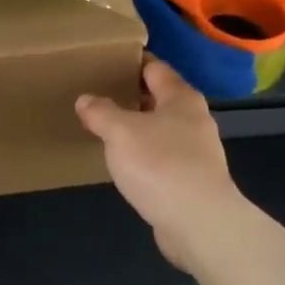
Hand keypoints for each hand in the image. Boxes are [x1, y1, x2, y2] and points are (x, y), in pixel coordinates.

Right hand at [76, 58, 242, 269]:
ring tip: (107, 130)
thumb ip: (100, 112)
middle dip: (132, 96)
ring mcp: (197, 152)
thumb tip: (86, 99)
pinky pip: (163, 158)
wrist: (199, 223)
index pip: (155, 68)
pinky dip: (145, 156)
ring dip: (138, 128)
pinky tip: (126, 165)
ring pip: (162, 130)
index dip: (132, 62)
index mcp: (181, 98)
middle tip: (99, 96)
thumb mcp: (120, 132)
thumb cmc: (160, 165)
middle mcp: (194, 120)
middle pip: (160, 99)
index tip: (107, 61)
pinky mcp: (192, 181)